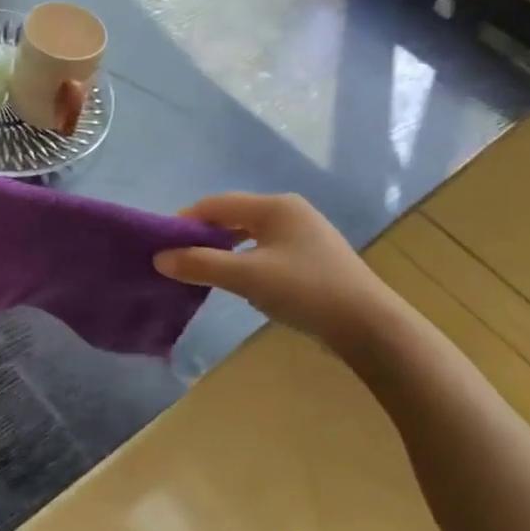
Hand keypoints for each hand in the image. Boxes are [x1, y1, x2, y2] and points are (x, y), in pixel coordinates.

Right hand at [154, 192, 393, 352]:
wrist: (370, 326)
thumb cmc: (305, 291)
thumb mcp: (247, 277)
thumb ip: (201, 264)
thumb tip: (160, 258)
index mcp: (274, 206)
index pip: (216, 204)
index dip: (186, 221)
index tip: (162, 244)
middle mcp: (289, 211)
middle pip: (233, 215)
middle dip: (204, 235)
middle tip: (180, 259)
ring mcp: (304, 233)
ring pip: (250, 233)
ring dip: (224, 248)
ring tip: (204, 270)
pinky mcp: (313, 256)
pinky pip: (266, 248)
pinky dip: (245, 259)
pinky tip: (240, 279)